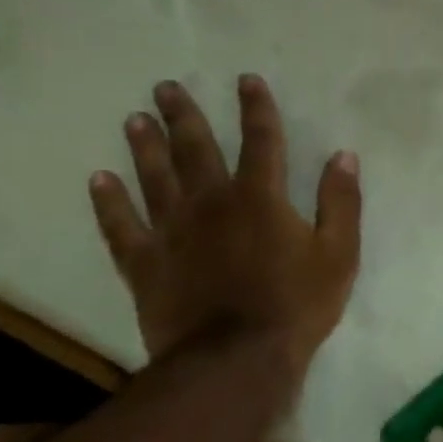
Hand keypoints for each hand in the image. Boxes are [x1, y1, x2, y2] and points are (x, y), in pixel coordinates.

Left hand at [88, 75, 361, 387]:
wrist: (235, 361)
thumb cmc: (296, 304)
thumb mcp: (339, 252)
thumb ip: (341, 201)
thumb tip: (344, 156)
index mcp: (261, 197)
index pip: (261, 140)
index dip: (256, 108)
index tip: (246, 80)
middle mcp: (212, 203)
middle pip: (195, 149)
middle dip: (184, 115)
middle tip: (165, 86)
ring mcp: (172, 232)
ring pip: (153, 178)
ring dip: (144, 146)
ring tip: (134, 119)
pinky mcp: (145, 264)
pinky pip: (121, 226)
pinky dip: (108, 202)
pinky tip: (98, 180)